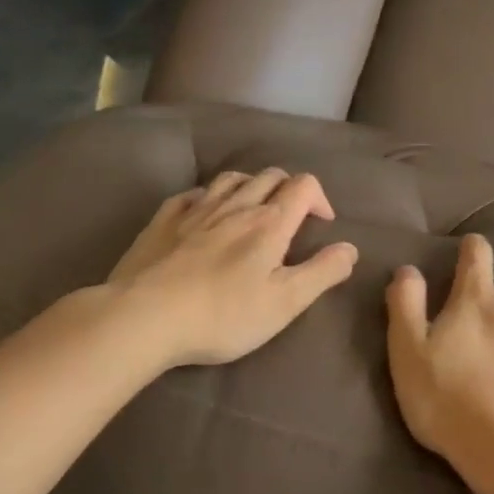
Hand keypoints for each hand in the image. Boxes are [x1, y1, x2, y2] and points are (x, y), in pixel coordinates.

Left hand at [106, 168, 358, 366]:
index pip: (304, 186)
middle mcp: (236, 205)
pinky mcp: (163, 221)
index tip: (322, 224)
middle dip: (288, 189)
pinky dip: (208, 197)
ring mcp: (196, 210)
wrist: (143, 318)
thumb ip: (322, 272)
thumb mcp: (285, 302)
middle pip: (270, 175)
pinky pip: (191, 194)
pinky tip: (205, 213)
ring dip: (251, 186)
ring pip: (231, 178)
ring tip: (253, 209)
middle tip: (292, 217)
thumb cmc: (222, 315)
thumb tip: (350, 248)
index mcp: (270, 223)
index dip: (320, 198)